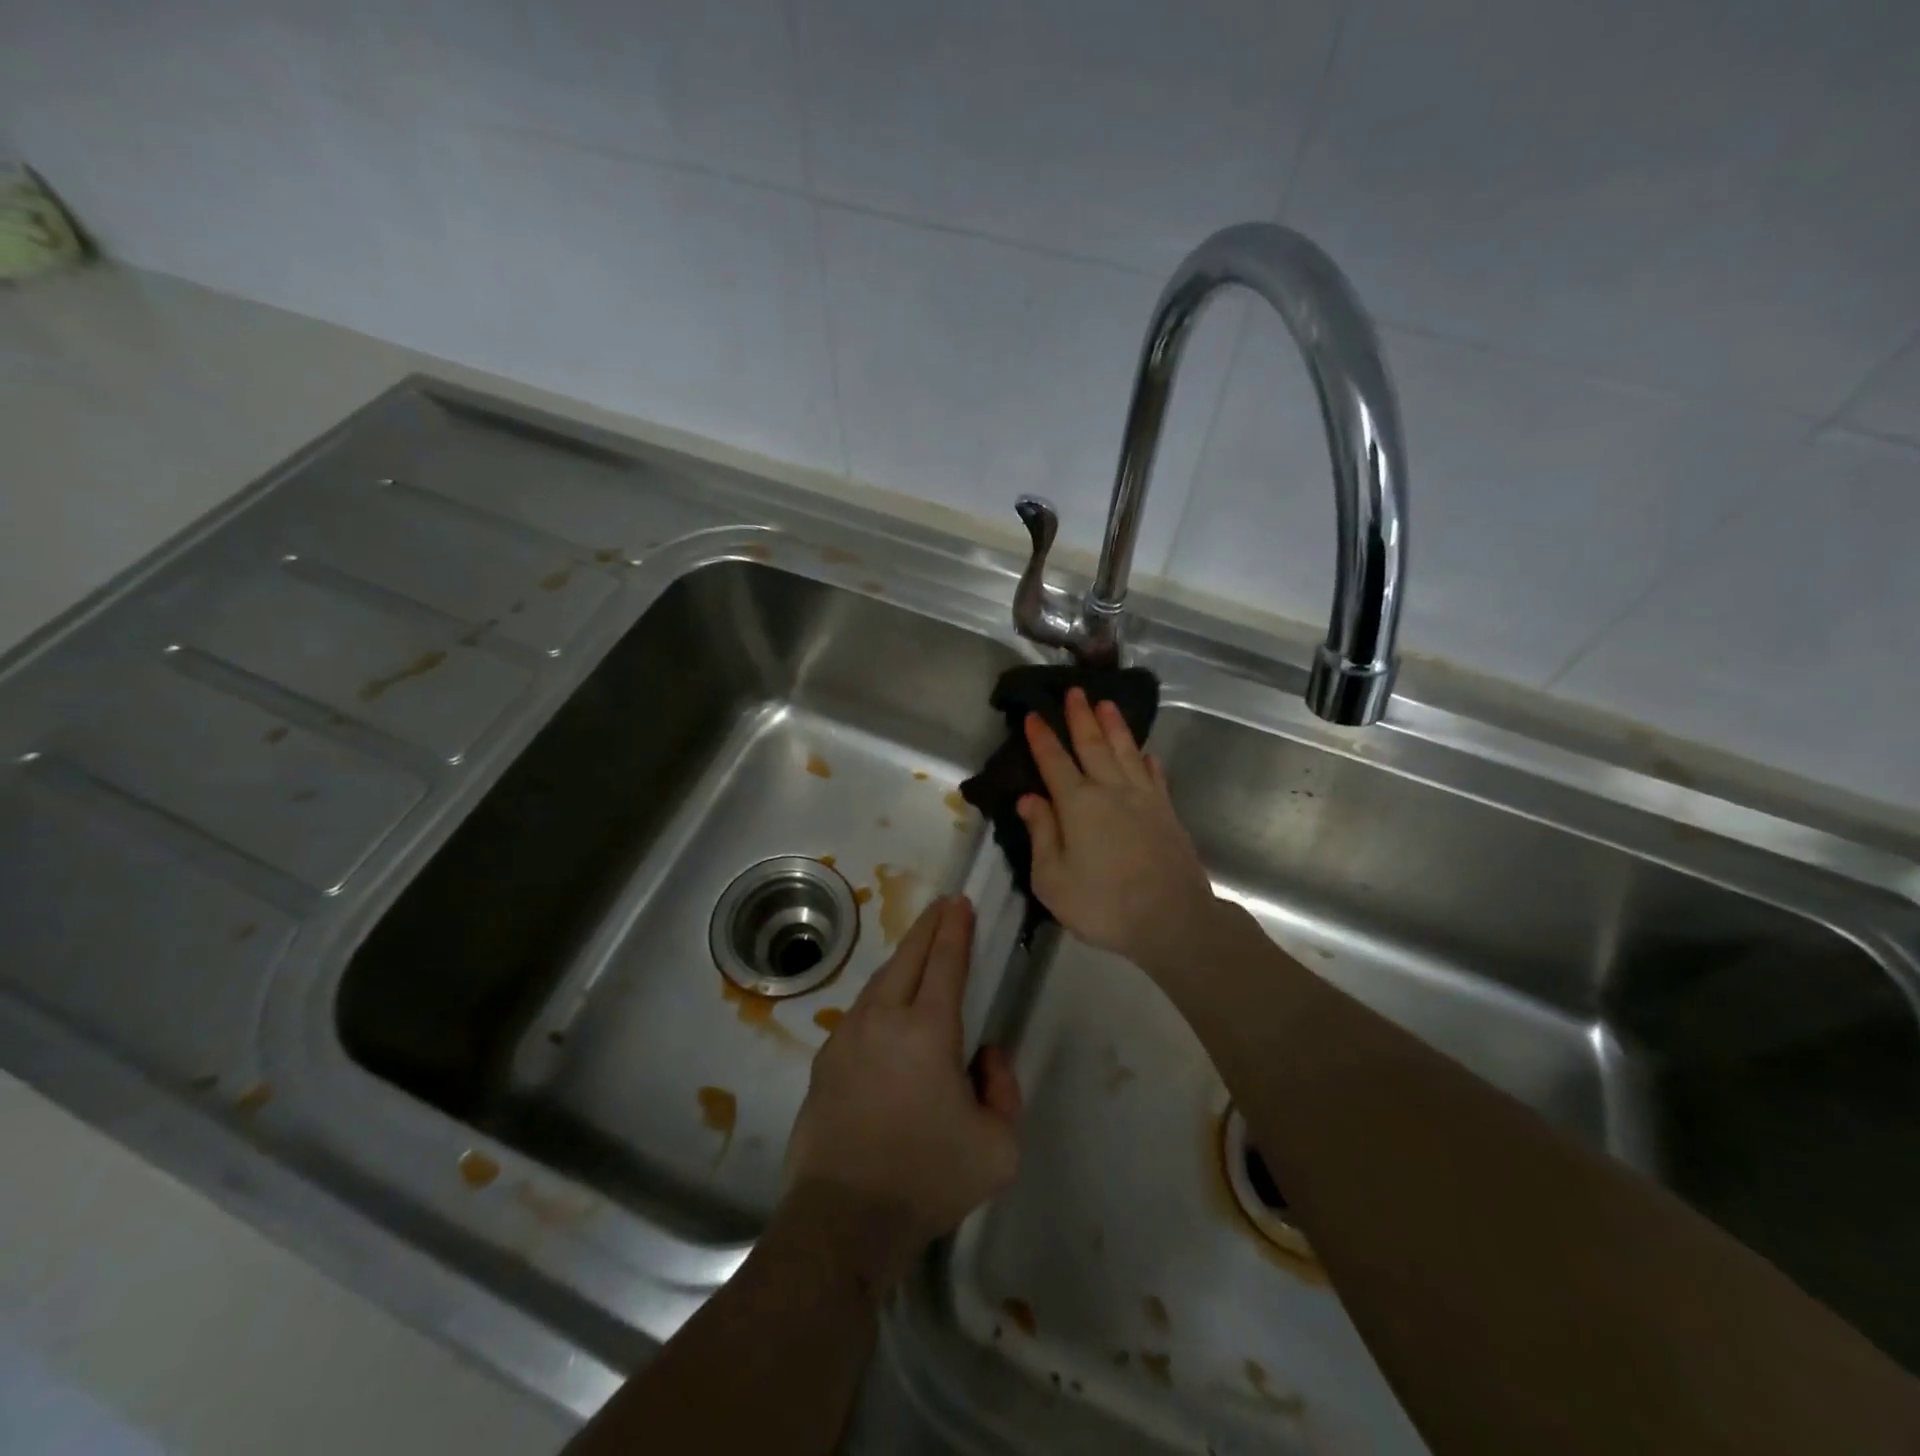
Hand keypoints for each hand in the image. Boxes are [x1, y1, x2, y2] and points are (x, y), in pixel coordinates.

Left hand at [784, 896, 1020, 1292]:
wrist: (843, 1219)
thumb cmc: (928, 1179)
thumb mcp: (998, 1146)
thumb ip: (1004, 1089)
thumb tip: (985, 1055)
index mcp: (928, 1030)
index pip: (945, 962)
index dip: (956, 929)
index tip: (961, 903)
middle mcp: (884, 1019)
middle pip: (908, 957)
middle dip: (928, 926)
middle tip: (943, 906)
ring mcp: (848, 1036)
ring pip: (879, 981)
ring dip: (902, 958)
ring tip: (918, 949)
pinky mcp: (826, 1060)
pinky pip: (859, 1012)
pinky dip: (880, 994)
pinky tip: (886, 1007)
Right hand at [1016, 687, 1218, 976]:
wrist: (1172, 920)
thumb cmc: (1103, 904)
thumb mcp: (1053, 879)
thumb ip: (1041, 834)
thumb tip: (1029, 798)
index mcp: (1078, 804)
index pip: (1054, 762)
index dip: (1042, 738)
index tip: (1033, 715)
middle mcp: (1111, 791)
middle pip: (1093, 745)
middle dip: (1081, 717)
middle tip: (1075, 691)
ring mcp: (1144, 799)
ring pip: (1126, 752)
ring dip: (1114, 727)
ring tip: (1107, 703)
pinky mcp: (1167, 813)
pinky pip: (1155, 777)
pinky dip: (1148, 762)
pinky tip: (1147, 754)